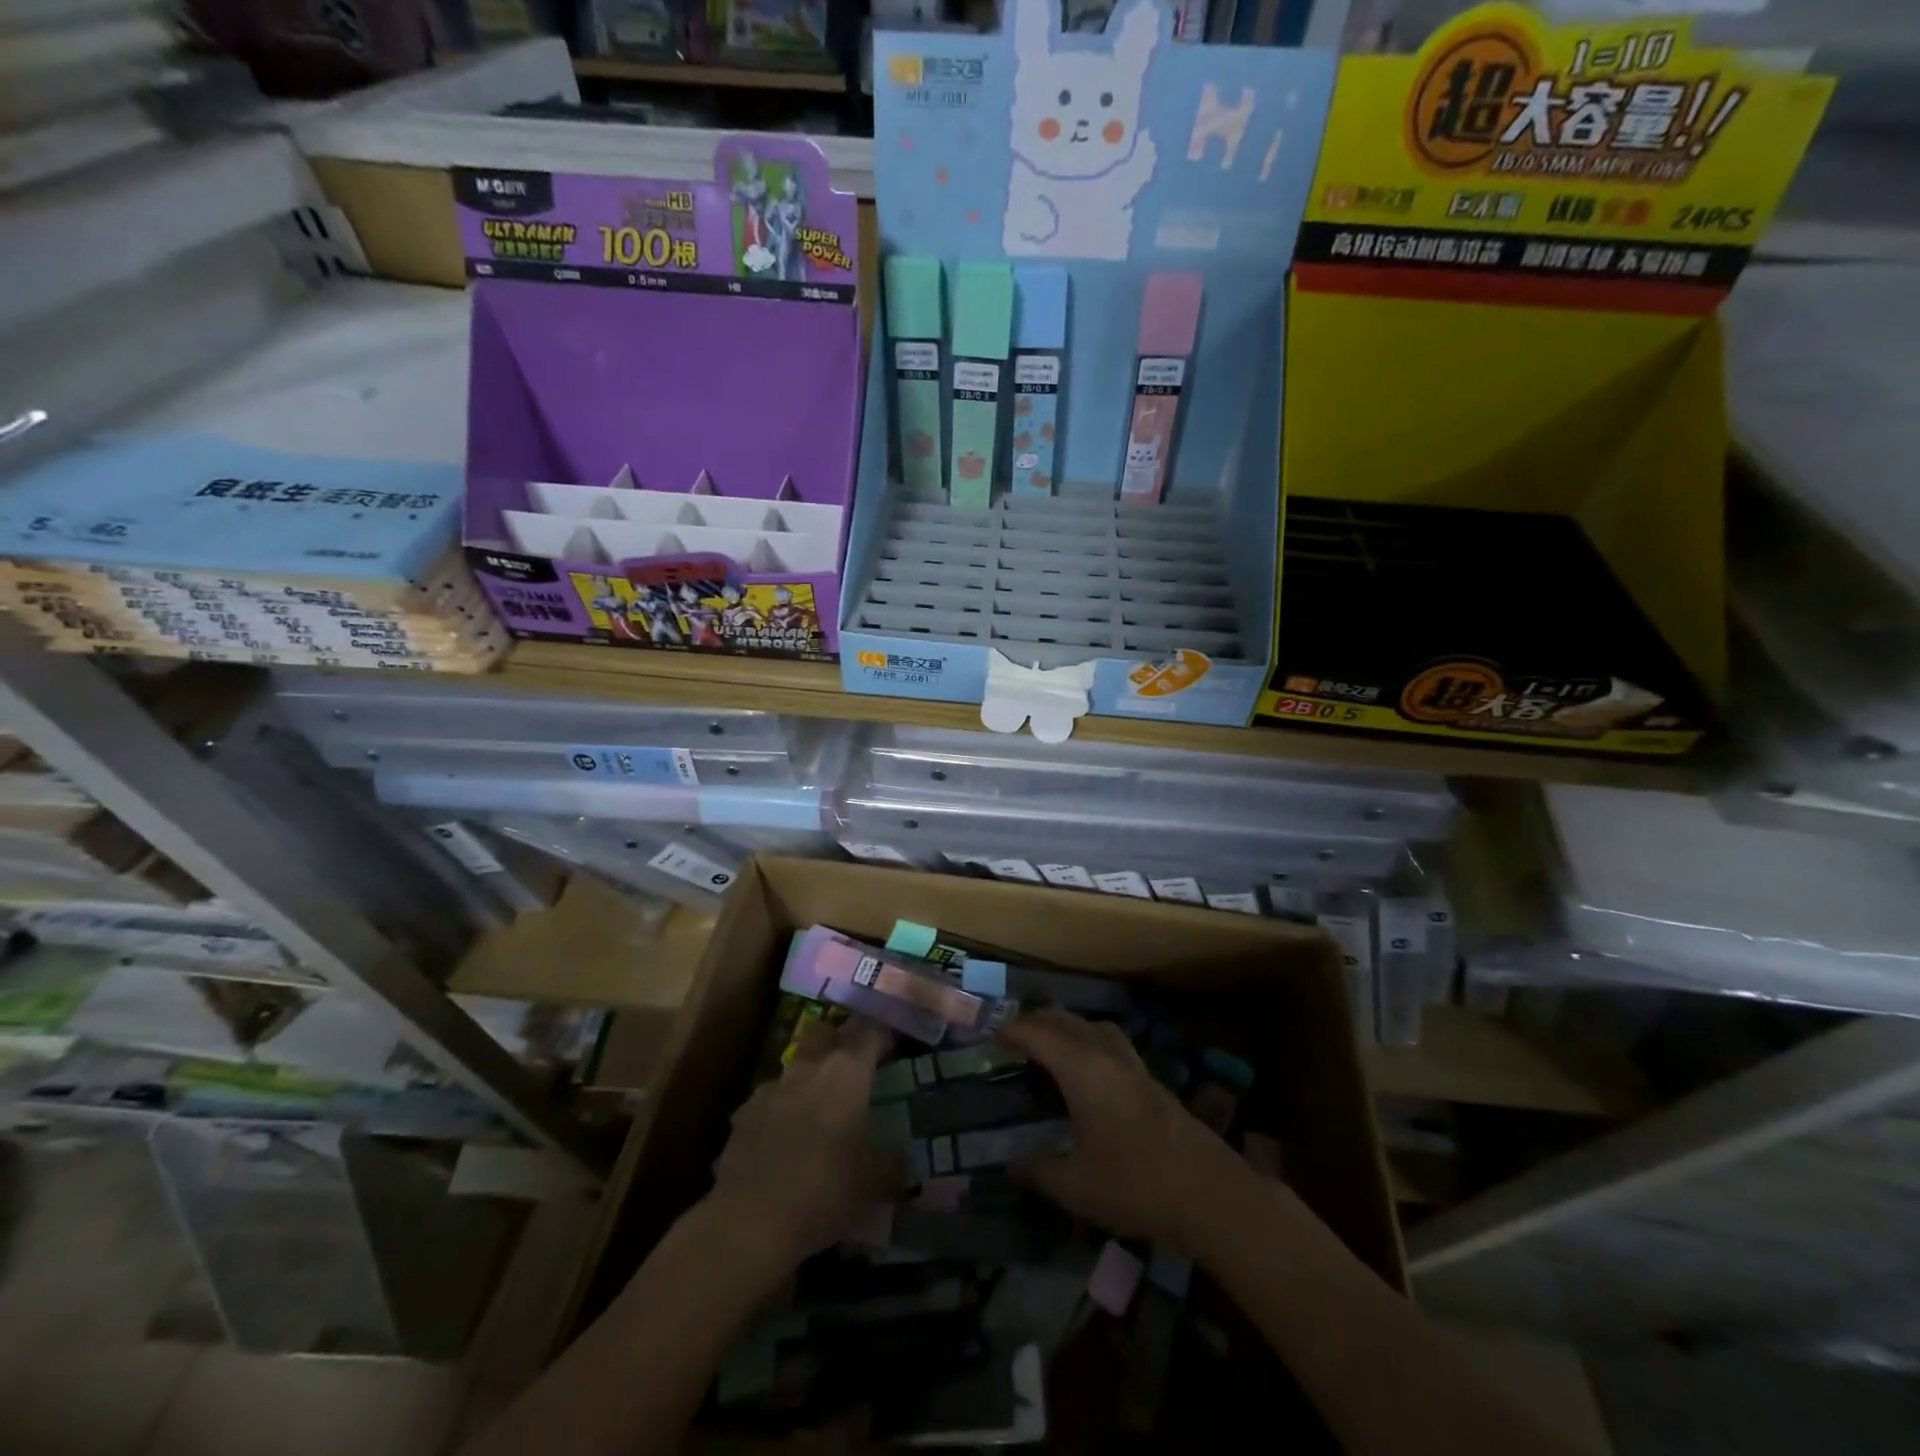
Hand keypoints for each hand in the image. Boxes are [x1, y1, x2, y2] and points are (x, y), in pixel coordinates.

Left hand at [706, 1016, 903, 1272]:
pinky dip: (780, 1111)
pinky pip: (769, 1100)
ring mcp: (770, 1088)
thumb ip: (894, 1163)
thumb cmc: (825, 1190)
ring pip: (794, 1066)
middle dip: (839, 1040)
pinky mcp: (743, 1115)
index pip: (869, 1030)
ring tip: (819, 1110)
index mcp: (846, 1071)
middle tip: (854, 1066)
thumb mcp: (876, 1183)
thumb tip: (904, 1159)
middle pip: (824, 1031)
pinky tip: (785, 1141)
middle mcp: (808, 1067)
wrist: (751, 1222)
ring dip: (808, 1078)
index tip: (893, 1044)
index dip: (883, 1032)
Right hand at [1000, 1007, 1243, 1247]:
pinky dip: (1088, 1043)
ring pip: (1093, 1027)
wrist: (1209, 1192)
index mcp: (1082, 1069)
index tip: (988, 1033)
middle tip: (1011, 1038)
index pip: (1038, 1033)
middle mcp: (1106, 1055)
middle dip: (1035, 1021)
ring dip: (1066, 1028)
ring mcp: (1133, 1065)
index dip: (1011, 1030)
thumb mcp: (1075, 1187)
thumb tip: (1009, 1165)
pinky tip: (1086, 1074)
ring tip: (1048, 1047)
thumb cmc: (1135, 1185)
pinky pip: (1110, 1043)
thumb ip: (1038, 1172)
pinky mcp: (1151, 1080)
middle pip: (1065, 1020)